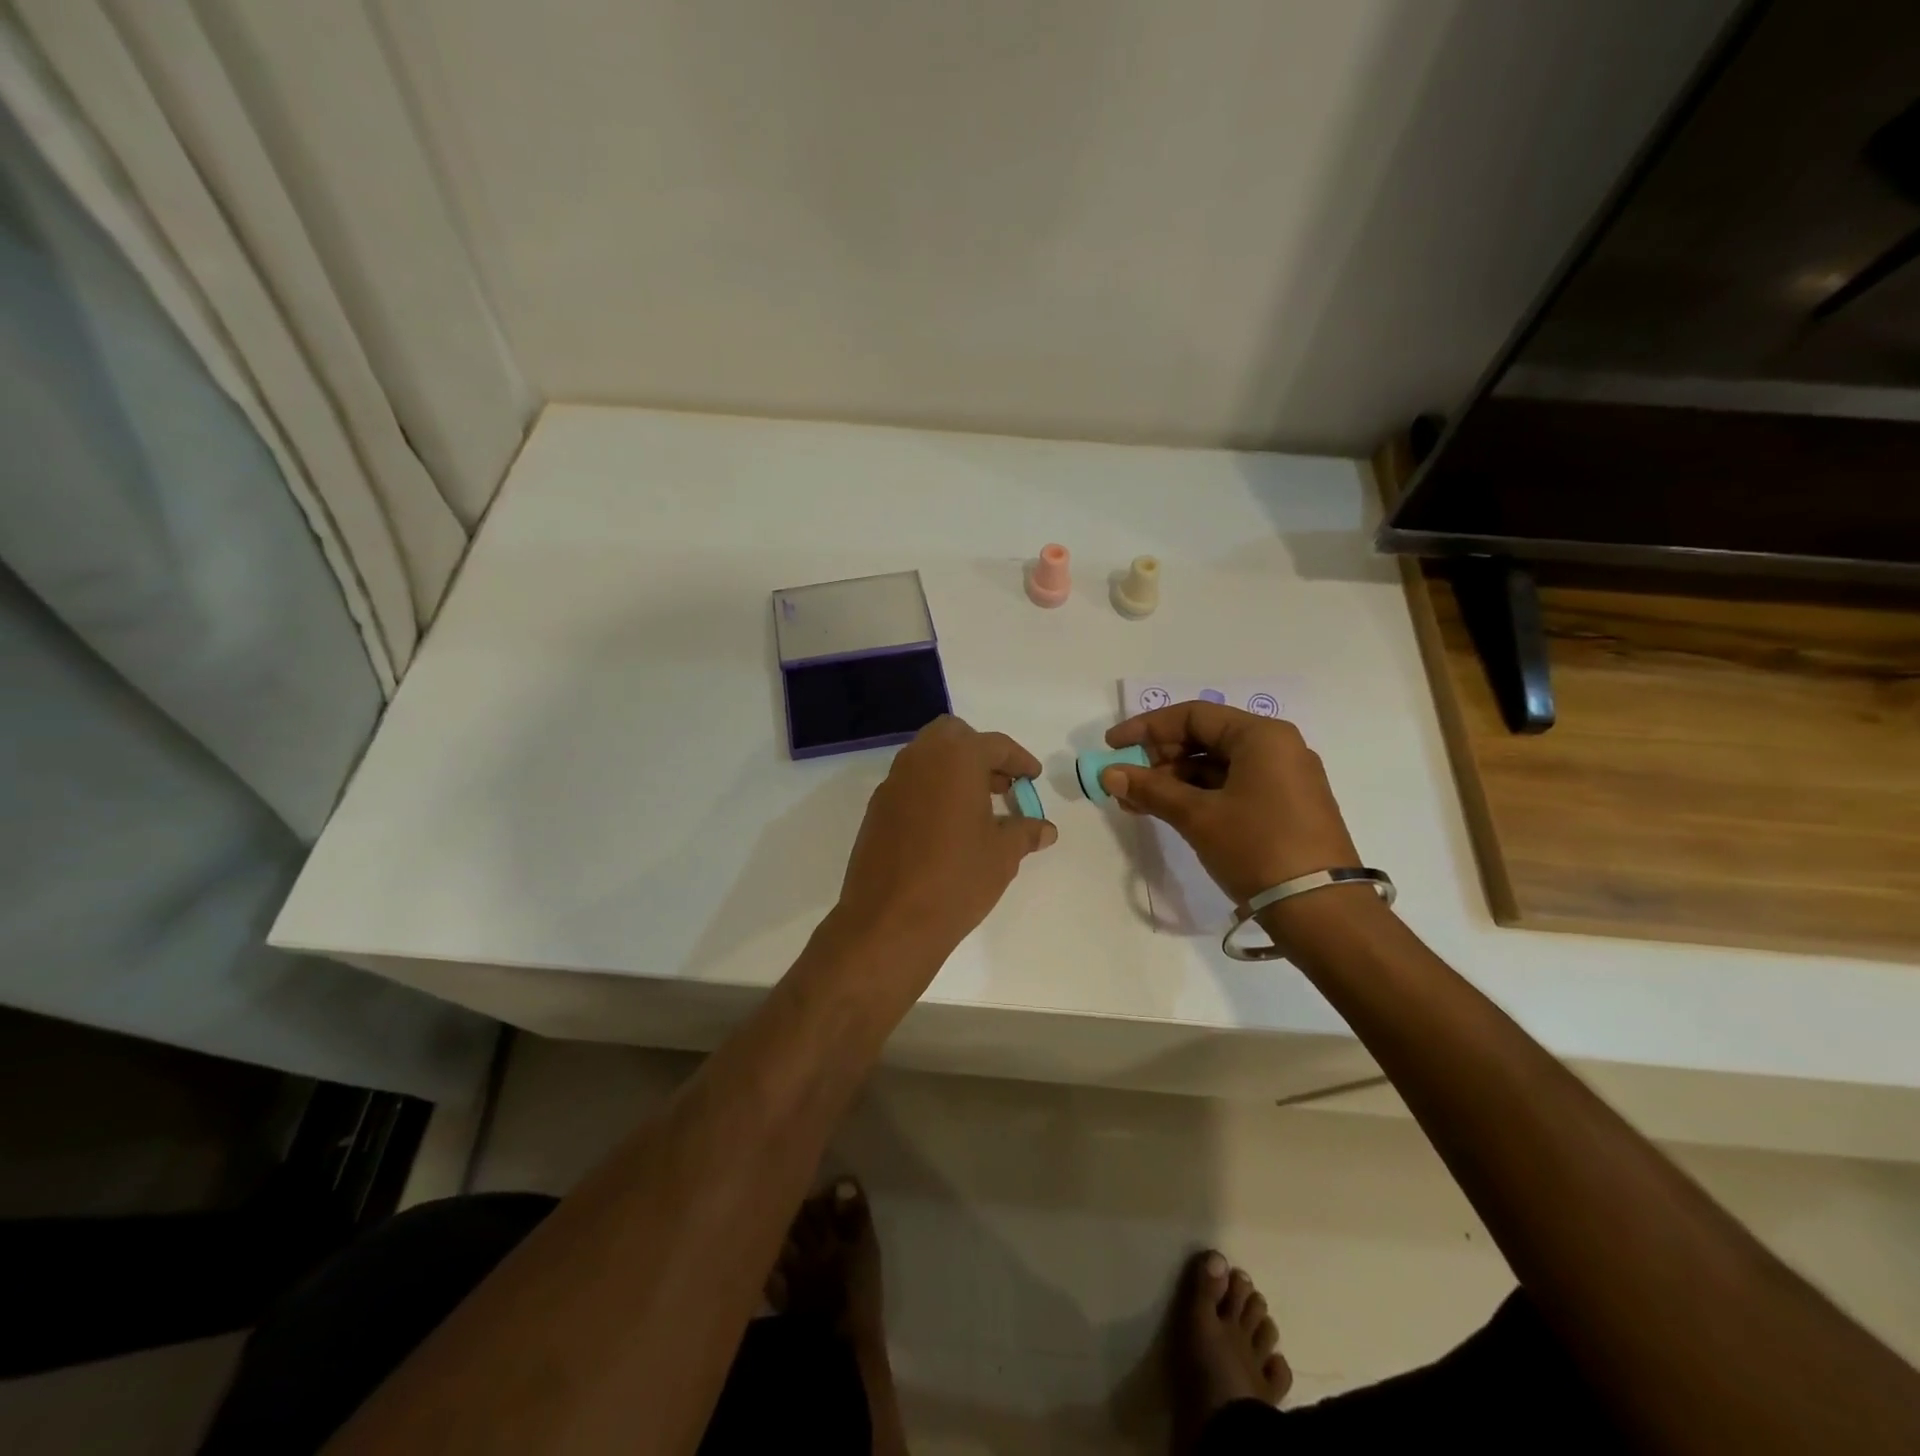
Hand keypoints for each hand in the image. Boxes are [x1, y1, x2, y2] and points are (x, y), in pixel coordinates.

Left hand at [835, 717, 1056, 966]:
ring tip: (977, 806)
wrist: (890, 920)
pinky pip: (910, 783)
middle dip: (980, 752)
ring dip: (953, 769)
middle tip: (1001, 784)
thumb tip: (1045, 829)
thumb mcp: (1003, 855)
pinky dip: (931, 789)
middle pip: (953, 736)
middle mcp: (920, 759)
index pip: (995, 744)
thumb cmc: (957, 878)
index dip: (1019, 760)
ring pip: (927, 756)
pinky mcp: (877, 809)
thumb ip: (1025, 832)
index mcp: (956, 759)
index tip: (1032, 778)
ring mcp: (893, 783)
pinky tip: (946, 825)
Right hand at [1101, 703, 1360, 905]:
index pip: (1193, 716)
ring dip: (1173, 781)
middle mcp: (1277, 749)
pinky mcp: (1284, 809)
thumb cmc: (1258, 848)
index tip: (1112, 746)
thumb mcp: (1198, 817)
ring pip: (1216, 767)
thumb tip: (1108, 773)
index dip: (1147, 728)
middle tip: (1124, 780)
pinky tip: (1167, 813)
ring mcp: (1283, 780)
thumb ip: (1151, 790)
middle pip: (1205, 739)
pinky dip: (1197, 797)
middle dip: (1158, 758)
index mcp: (1261, 736)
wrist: (1322, 912)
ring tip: (1136, 803)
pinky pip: (1231, 789)